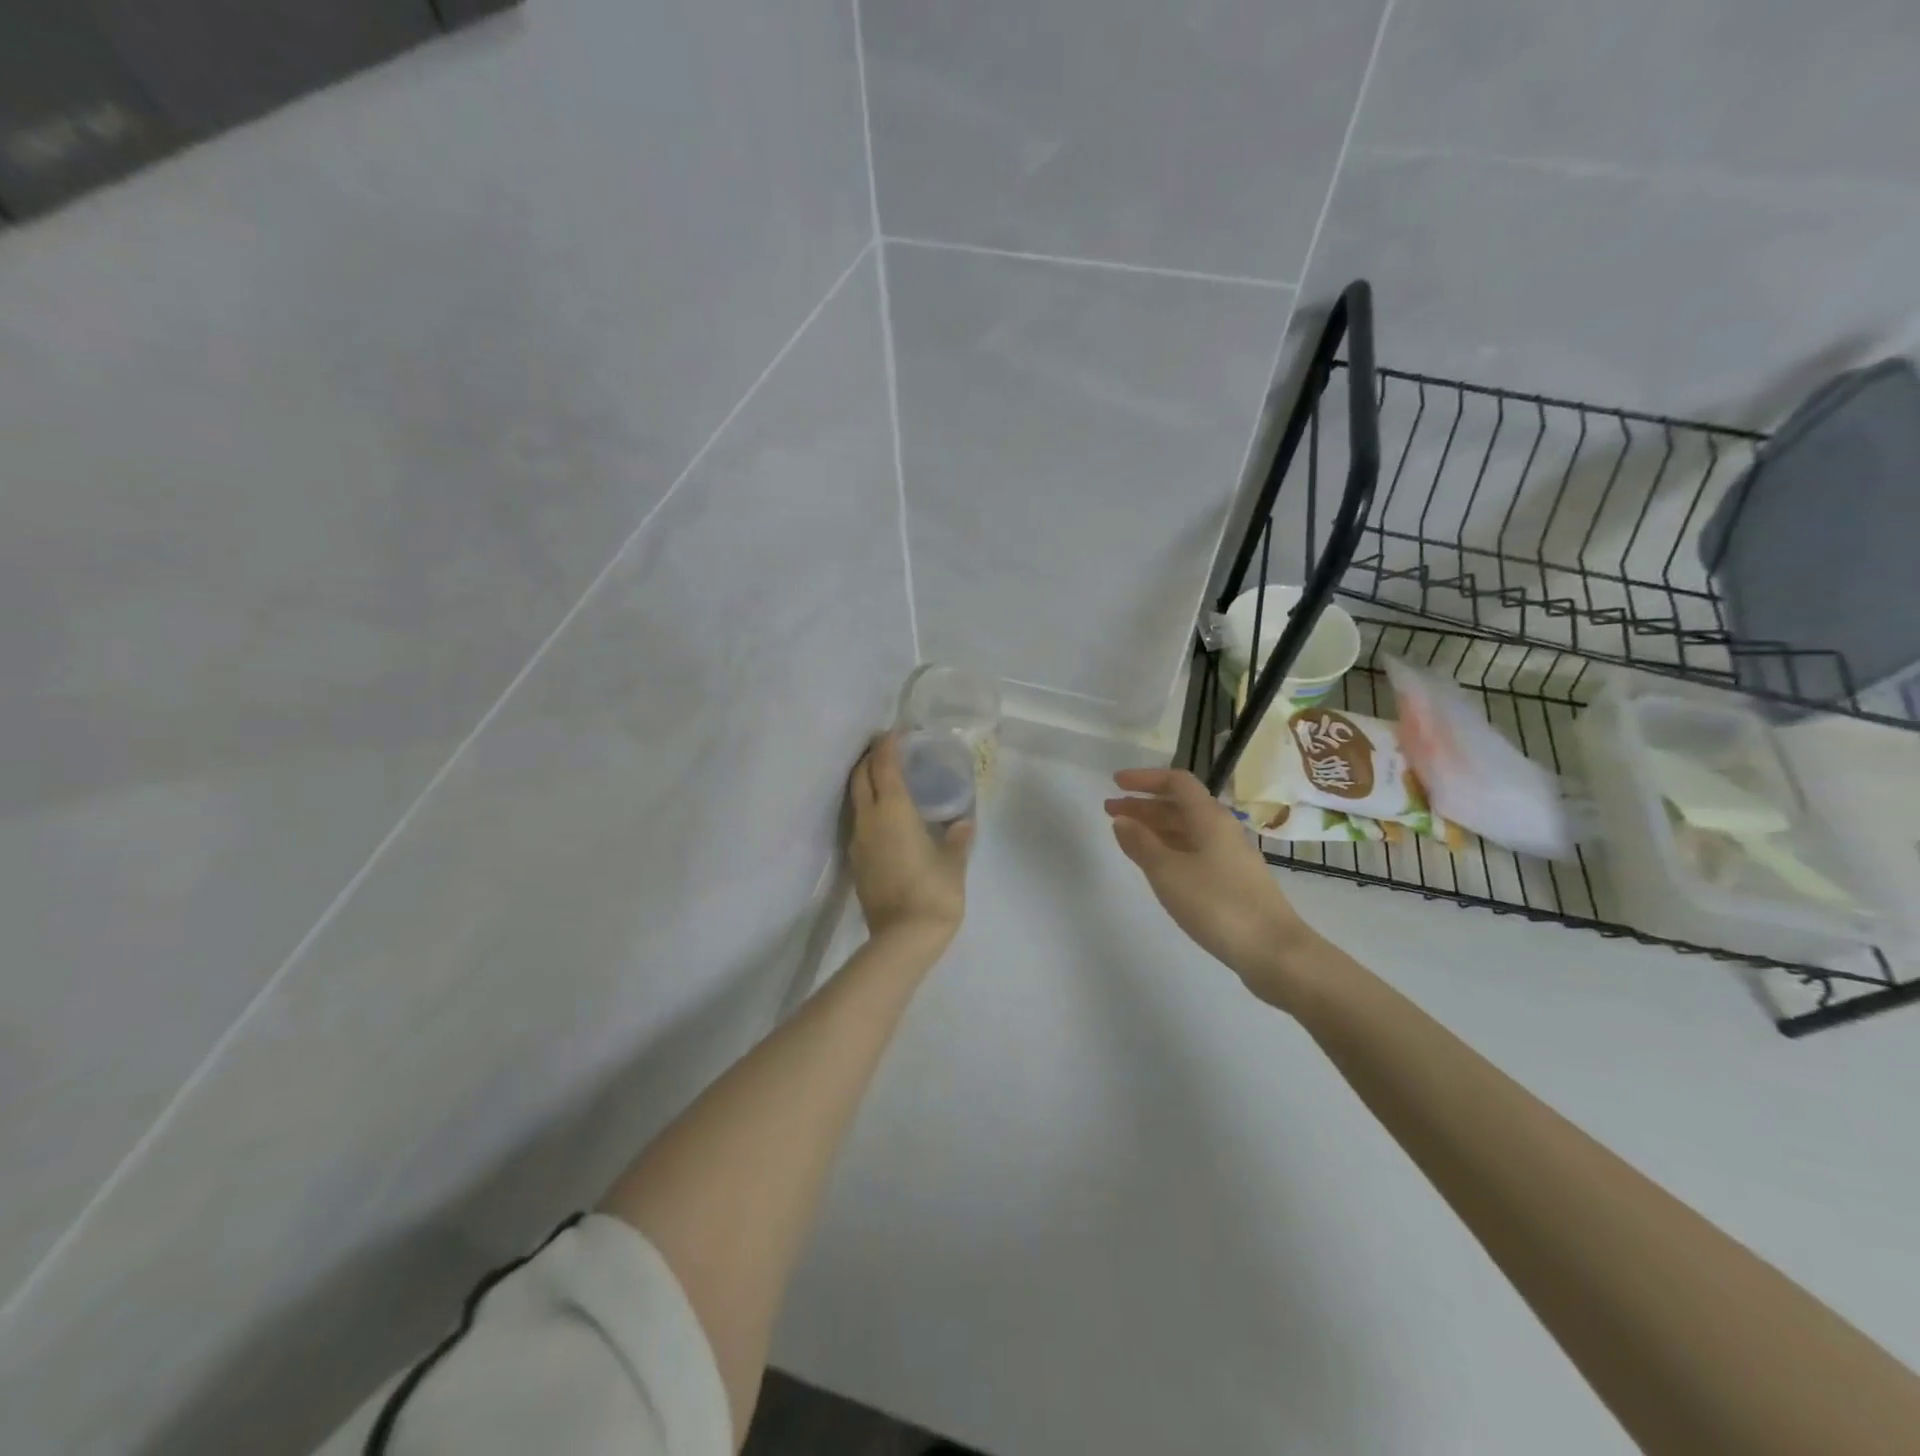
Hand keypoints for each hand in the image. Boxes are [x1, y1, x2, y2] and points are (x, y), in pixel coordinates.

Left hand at [848, 733, 973, 950]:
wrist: (903, 938)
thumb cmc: (934, 892)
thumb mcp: (954, 862)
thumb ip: (957, 838)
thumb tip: (963, 822)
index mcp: (893, 811)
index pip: (884, 765)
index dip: (888, 745)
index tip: (897, 733)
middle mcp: (869, 819)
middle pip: (861, 777)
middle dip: (870, 758)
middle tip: (889, 751)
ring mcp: (858, 841)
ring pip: (855, 799)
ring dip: (866, 782)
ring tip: (888, 779)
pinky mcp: (856, 861)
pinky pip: (858, 821)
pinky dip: (868, 807)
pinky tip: (886, 815)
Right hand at [1105, 768, 1312, 1003]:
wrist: (1273, 951)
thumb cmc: (1217, 904)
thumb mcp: (1168, 872)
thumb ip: (1141, 843)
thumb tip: (1122, 820)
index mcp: (1209, 818)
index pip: (1176, 782)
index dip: (1144, 779)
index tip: (1116, 784)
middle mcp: (1222, 829)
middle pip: (1179, 806)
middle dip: (1143, 805)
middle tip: (1109, 811)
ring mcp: (1229, 856)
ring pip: (1186, 830)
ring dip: (1154, 828)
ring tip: (1126, 837)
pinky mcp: (1232, 880)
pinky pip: (1193, 851)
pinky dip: (1169, 849)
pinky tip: (1155, 864)